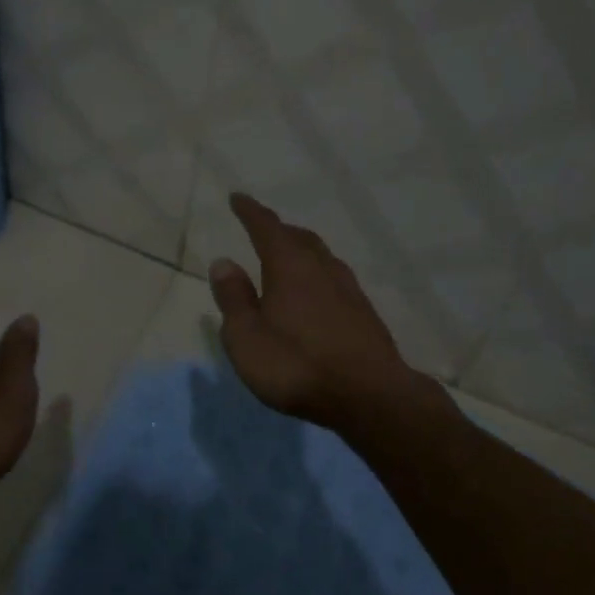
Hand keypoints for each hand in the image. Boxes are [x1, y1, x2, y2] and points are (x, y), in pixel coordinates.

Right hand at [209, 192, 424, 429]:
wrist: (370, 396)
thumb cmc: (297, 366)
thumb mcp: (247, 338)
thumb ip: (234, 298)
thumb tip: (223, 262)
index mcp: (289, 266)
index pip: (266, 227)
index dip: (250, 212)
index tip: (238, 198)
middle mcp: (321, 267)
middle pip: (298, 237)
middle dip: (278, 230)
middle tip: (262, 229)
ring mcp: (348, 288)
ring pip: (321, 256)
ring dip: (301, 250)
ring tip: (288, 258)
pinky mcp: (364, 312)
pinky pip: (334, 278)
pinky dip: (318, 274)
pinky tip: (316, 293)